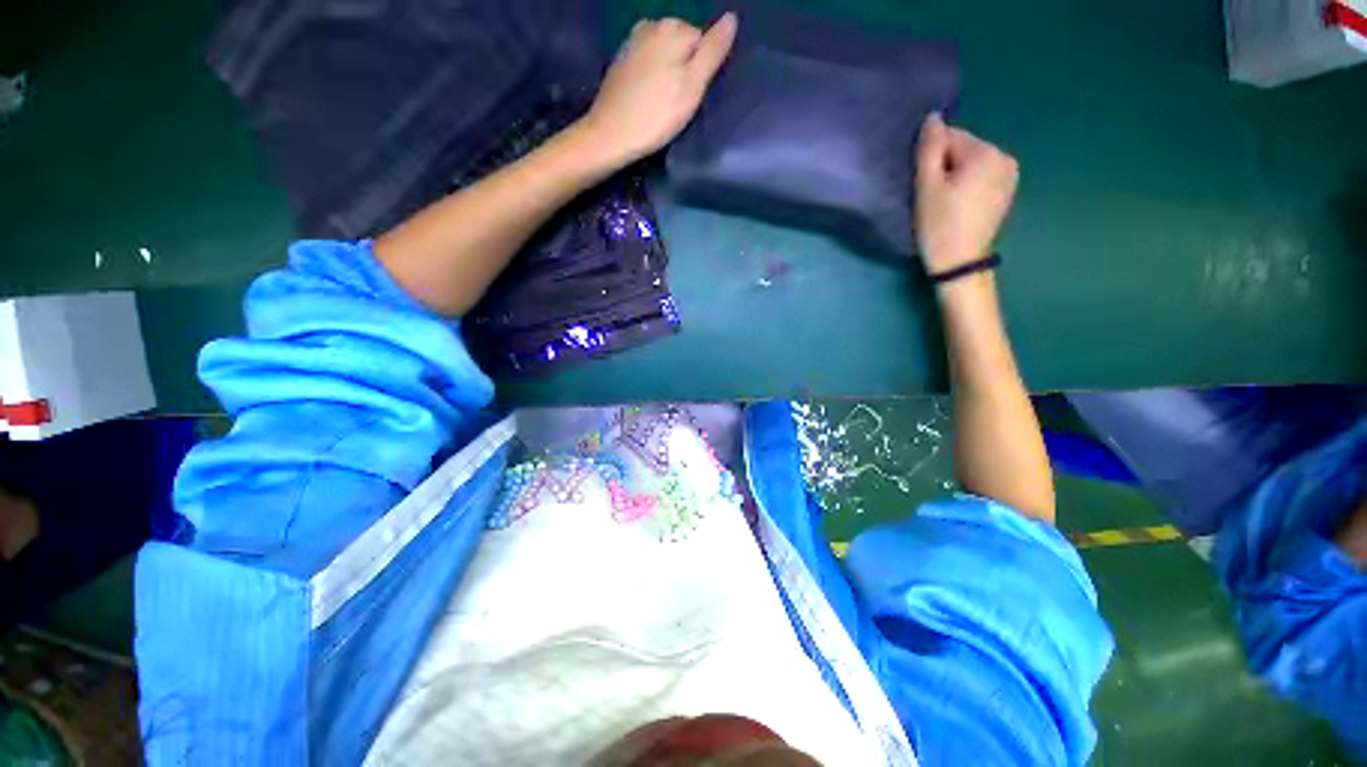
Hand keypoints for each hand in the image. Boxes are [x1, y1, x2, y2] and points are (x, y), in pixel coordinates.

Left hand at [578, 14, 737, 167]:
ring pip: (664, 51)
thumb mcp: (694, 85)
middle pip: (682, 42)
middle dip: (685, 65)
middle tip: (679, 100)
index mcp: (673, 28)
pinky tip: (648, 96)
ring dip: (668, 69)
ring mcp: (633, 41)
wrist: (612, 134)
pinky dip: (652, 74)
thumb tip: (732, 18)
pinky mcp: (621, 60)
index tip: (694, 94)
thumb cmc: (658, 114)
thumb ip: (713, 50)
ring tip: (664, 100)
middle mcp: (652, 25)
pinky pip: (647, 60)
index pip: (703, 40)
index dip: (703, 69)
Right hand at [915, 113, 1018, 274]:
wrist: (960, 264)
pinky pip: (982, 178)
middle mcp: (1004, 157)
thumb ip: (929, 149)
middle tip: (933, 197)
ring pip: (972, 164)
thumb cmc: (939, 225)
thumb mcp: (927, 187)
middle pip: (964, 150)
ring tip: (946, 204)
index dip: (931, 159)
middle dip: (946, 167)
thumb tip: (933, 117)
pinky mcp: (1007, 193)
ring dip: (956, 177)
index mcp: (986, 152)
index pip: (950, 137)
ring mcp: (1010, 176)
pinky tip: (960, 207)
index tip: (924, 185)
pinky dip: (968, 187)